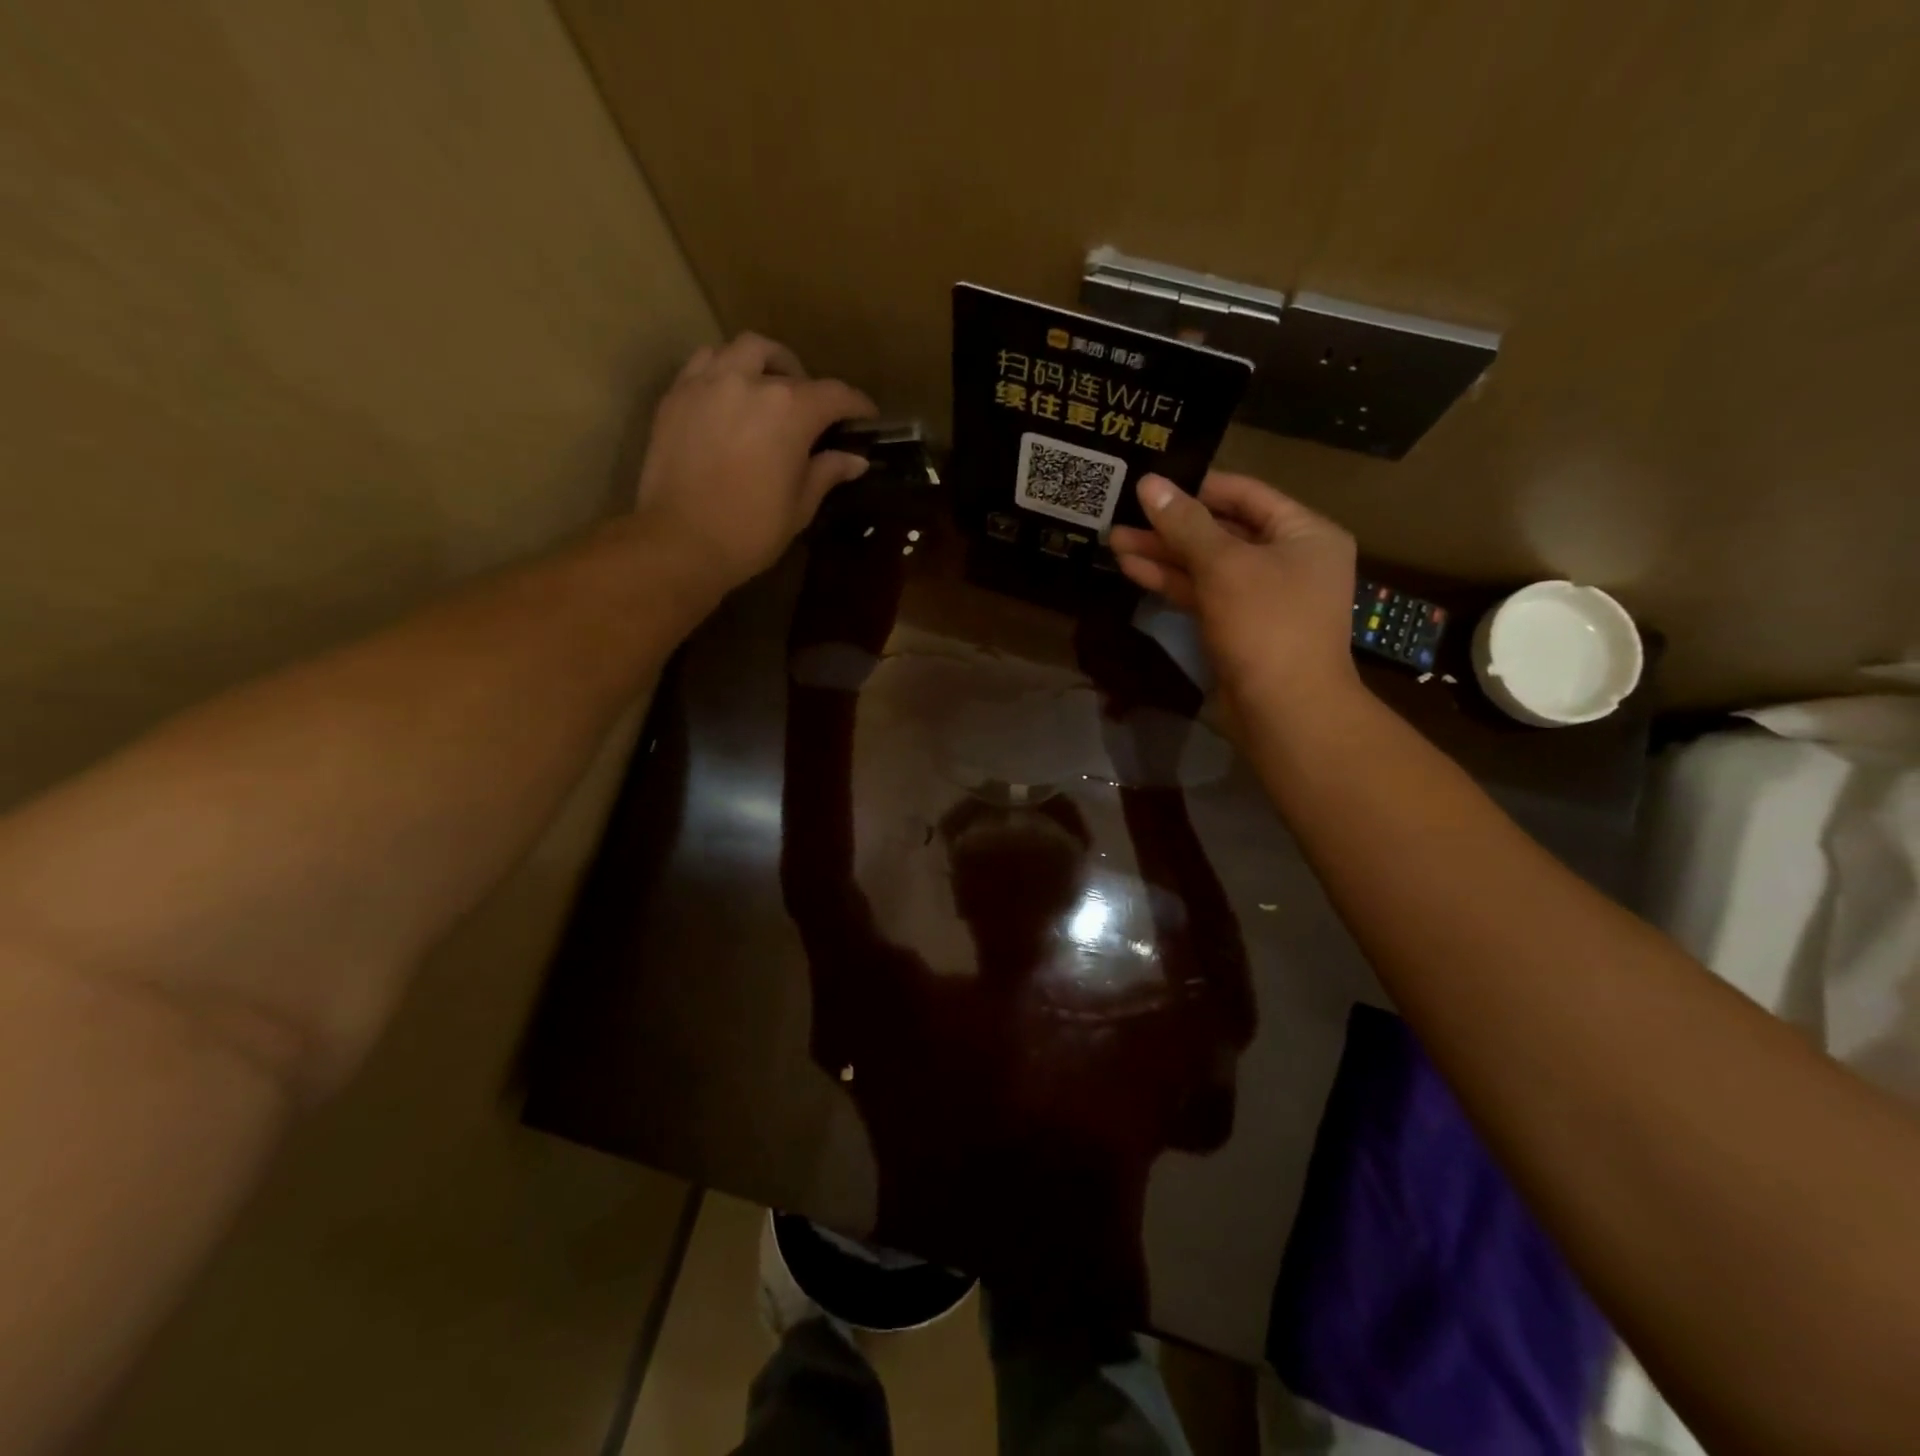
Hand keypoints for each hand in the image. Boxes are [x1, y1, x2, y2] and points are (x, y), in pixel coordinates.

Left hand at [632, 333, 875, 596]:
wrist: (681, 541)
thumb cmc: (751, 530)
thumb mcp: (800, 506)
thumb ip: (827, 472)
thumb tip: (854, 459)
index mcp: (791, 410)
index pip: (835, 395)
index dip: (856, 406)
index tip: (866, 418)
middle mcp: (751, 382)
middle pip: (787, 365)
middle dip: (806, 383)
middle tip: (811, 410)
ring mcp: (708, 382)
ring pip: (743, 349)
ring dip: (763, 363)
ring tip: (766, 389)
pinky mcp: (676, 394)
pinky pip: (705, 363)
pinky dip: (724, 370)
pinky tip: (728, 396)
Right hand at [1108, 472, 1359, 723]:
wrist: (1285, 710)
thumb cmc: (1266, 625)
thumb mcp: (1223, 565)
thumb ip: (1185, 524)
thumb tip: (1150, 483)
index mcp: (1305, 534)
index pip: (1247, 494)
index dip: (1198, 487)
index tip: (1153, 483)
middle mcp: (1289, 560)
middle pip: (1223, 531)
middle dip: (1171, 526)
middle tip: (1123, 515)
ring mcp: (1263, 597)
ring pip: (1208, 566)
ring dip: (1164, 555)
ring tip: (1115, 541)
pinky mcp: (1239, 627)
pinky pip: (1204, 594)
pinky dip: (1173, 582)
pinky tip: (1134, 570)